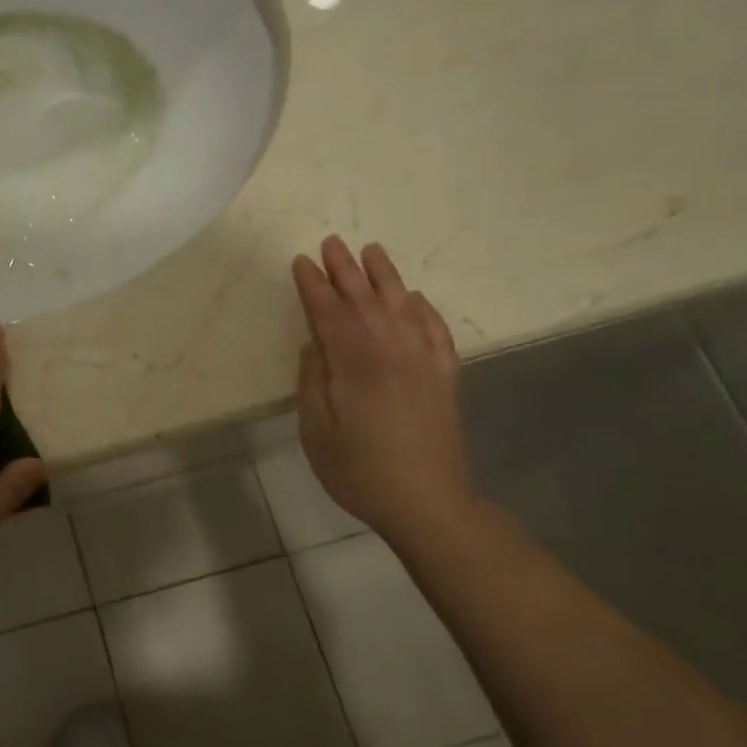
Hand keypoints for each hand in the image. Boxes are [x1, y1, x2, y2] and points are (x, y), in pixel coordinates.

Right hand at [292, 236, 474, 542]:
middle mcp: (393, 352)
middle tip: (331, 243)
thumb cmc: (360, 471)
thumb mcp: (317, 432)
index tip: (301, 262)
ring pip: (403, 307)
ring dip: (386, 277)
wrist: (428, 503)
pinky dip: (426, 310)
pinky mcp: (445, 378)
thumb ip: (313, 383)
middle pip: (367, 301)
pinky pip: (437, 332)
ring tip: (372, 251)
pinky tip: (416, 298)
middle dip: (346, 271)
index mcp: (357, 365)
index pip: (331, 314)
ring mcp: (424, 363)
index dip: (314, 287)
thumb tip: (314, 345)